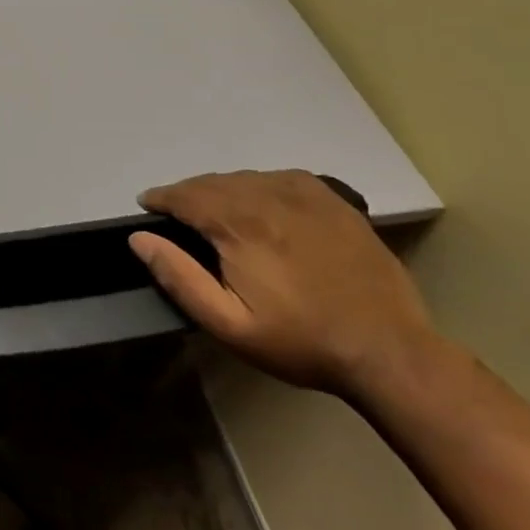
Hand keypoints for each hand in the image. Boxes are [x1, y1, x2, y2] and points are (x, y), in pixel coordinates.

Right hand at [130, 170, 439, 399]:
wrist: (389, 352)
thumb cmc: (301, 341)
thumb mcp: (228, 324)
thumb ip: (179, 277)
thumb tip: (139, 238)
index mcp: (239, 225)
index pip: (184, 195)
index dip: (160, 199)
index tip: (148, 207)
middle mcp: (268, 197)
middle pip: (212, 182)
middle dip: (188, 194)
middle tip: (178, 215)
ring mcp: (306, 196)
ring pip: (245, 177)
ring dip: (221, 190)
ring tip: (215, 212)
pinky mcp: (334, 202)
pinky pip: (280, 178)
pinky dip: (259, 185)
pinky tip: (260, 204)